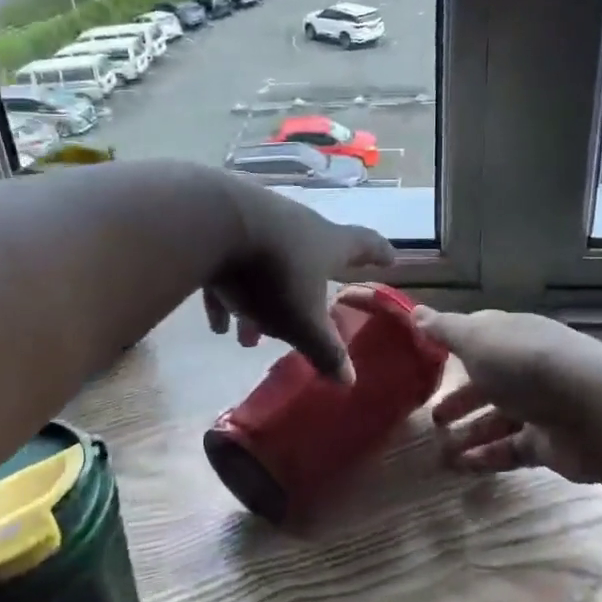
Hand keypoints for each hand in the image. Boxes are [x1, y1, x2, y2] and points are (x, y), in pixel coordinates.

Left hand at [203, 177, 395, 380]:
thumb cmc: (272, 274)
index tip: (390, 257)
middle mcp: (297, 225)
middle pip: (308, 261)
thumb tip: (349, 381)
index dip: (379, 253)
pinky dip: (228, 293)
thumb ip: (325, 350)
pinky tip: (217, 322)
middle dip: (305, 296)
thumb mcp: (301, 321)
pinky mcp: (221, 226)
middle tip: (302, 323)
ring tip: (248, 338)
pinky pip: (229, 267)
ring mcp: (258, 220)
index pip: (364, 244)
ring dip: (261, 302)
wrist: (211, 224)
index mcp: (327, 242)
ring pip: (266, 267)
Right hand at [415, 308, 601, 483]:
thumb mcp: (478, 340)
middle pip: (488, 382)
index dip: (453, 346)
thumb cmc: (528, 365)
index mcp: (514, 336)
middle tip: (433, 416)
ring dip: (470, 433)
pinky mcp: (549, 443)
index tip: (426, 359)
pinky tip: (462, 467)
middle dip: (460, 398)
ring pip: (498, 419)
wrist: (597, 412)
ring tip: (440, 451)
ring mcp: (542, 407)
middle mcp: (529, 368)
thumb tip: (416, 312)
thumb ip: (445, 330)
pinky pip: (511, 450)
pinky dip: (487, 457)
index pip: (480, 336)